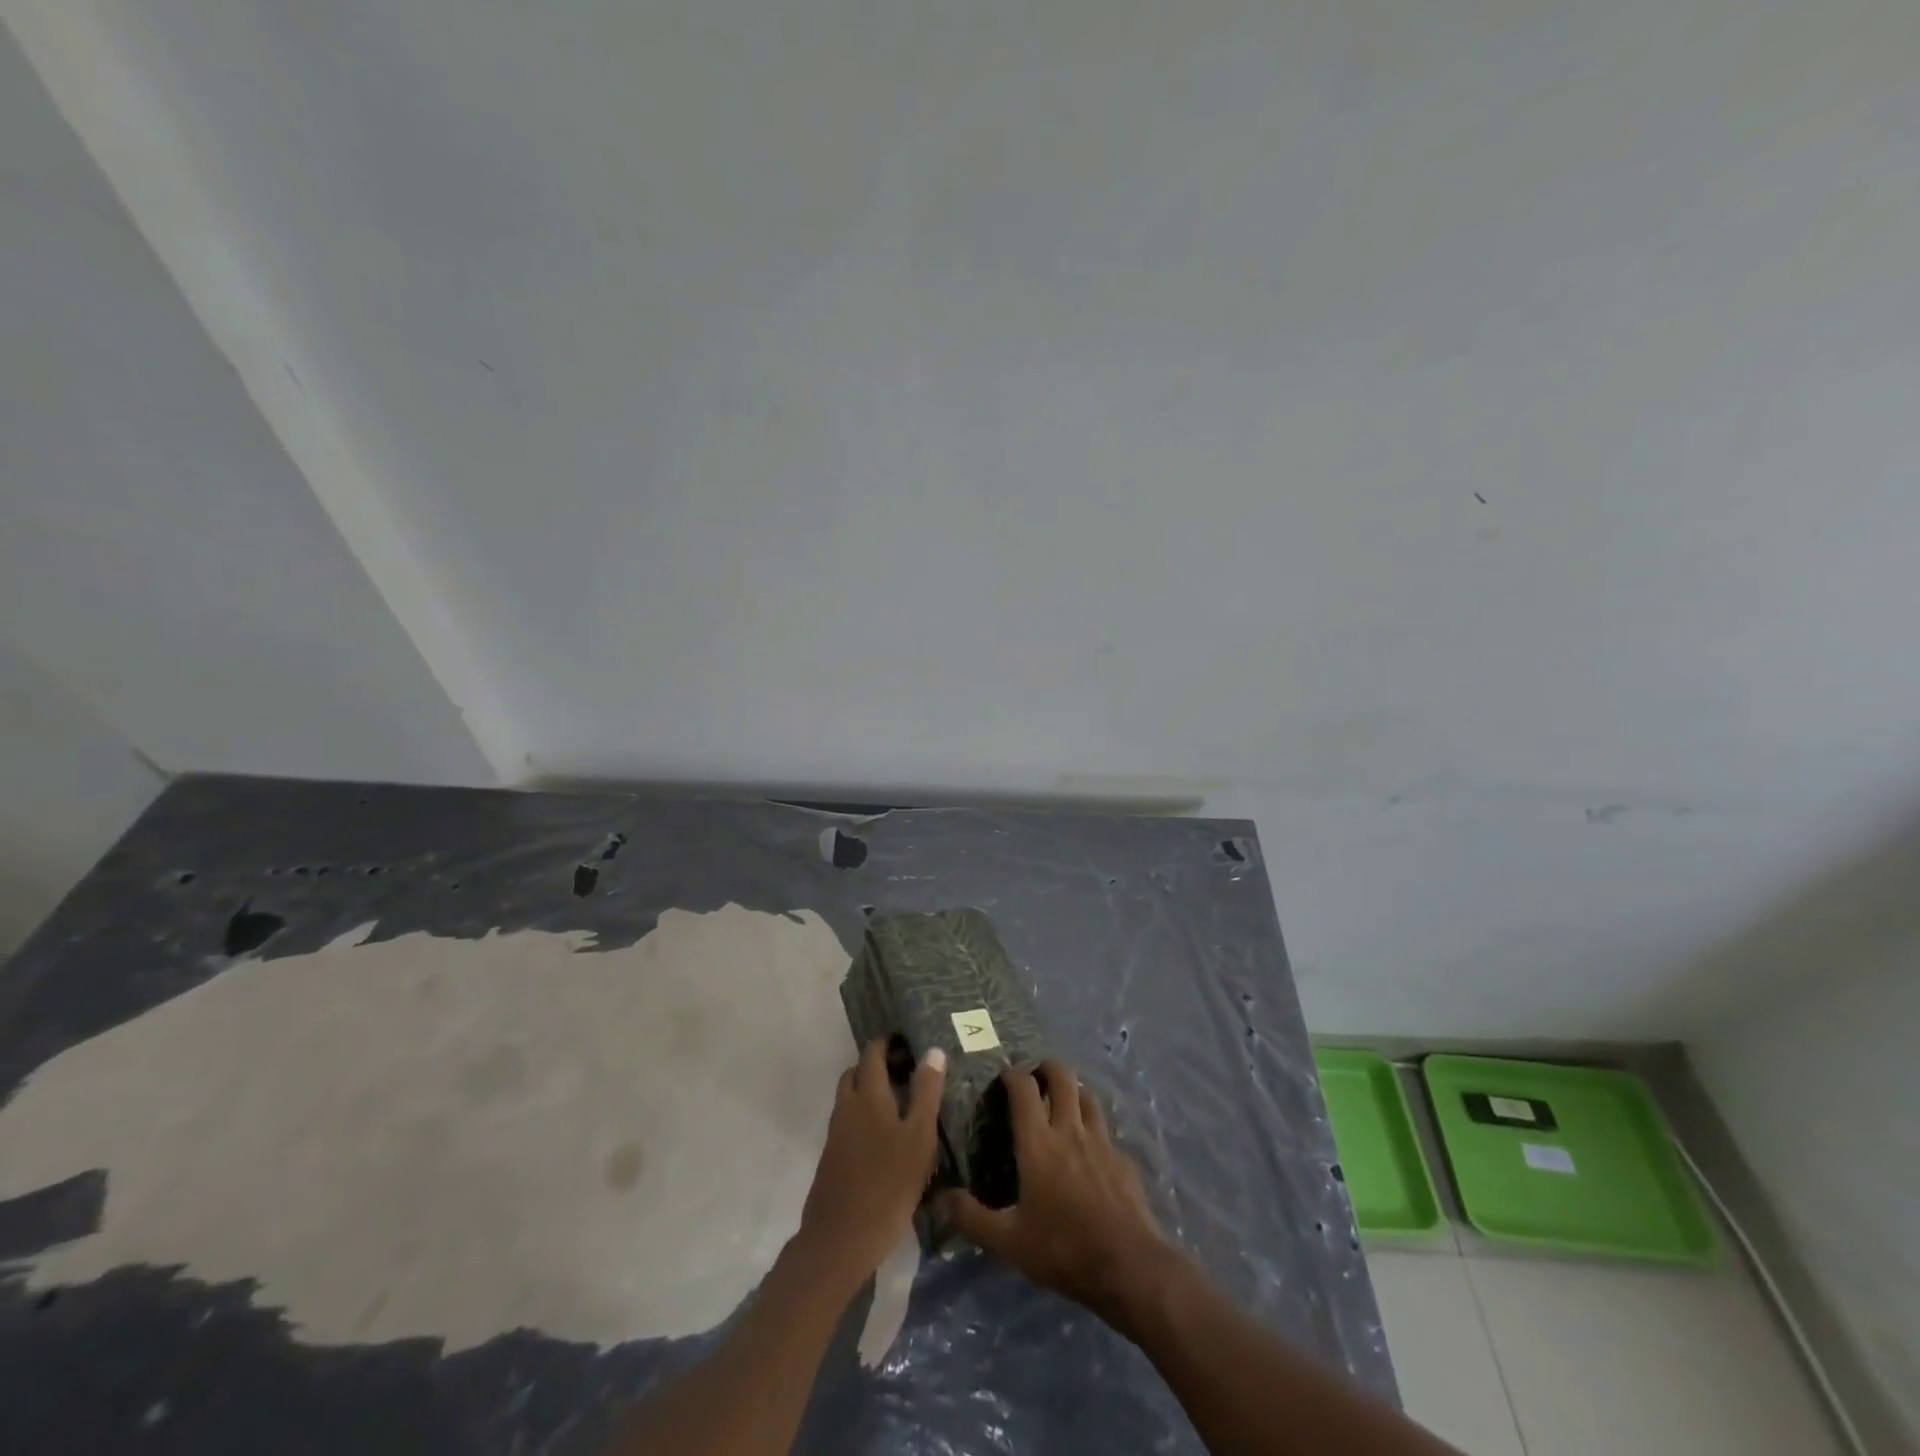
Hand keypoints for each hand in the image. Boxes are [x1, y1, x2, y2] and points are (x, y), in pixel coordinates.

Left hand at [796, 1039, 946, 1291]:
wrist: (840, 1240)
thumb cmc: (888, 1184)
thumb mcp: (919, 1138)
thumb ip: (926, 1092)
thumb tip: (933, 1051)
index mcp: (868, 1095)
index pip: (872, 1054)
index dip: (887, 1043)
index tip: (907, 1042)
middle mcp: (846, 1107)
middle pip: (856, 1073)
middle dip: (875, 1065)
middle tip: (905, 1071)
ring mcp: (835, 1134)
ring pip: (850, 1098)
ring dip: (868, 1091)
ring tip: (899, 1104)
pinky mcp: (832, 1159)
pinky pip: (847, 1123)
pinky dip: (863, 1116)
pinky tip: (884, 1138)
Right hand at [939, 1060, 1180, 1330]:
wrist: (1129, 1267)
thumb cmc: (1063, 1249)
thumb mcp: (1008, 1242)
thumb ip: (972, 1218)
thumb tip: (941, 1198)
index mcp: (1038, 1142)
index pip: (1024, 1088)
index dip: (1012, 1075)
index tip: (1004, 1077)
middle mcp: (1070, 1130)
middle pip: (1062, 1076)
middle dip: (1047, 1068)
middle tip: (1036, 1078)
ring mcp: (1101, 1141)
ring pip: (1087, 1096)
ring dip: (1073, 1091)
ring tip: (1063, 1103)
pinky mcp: (1123, 1159)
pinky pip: (1105, 1130)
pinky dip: (1093, 1128)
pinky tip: (1090, 1149)